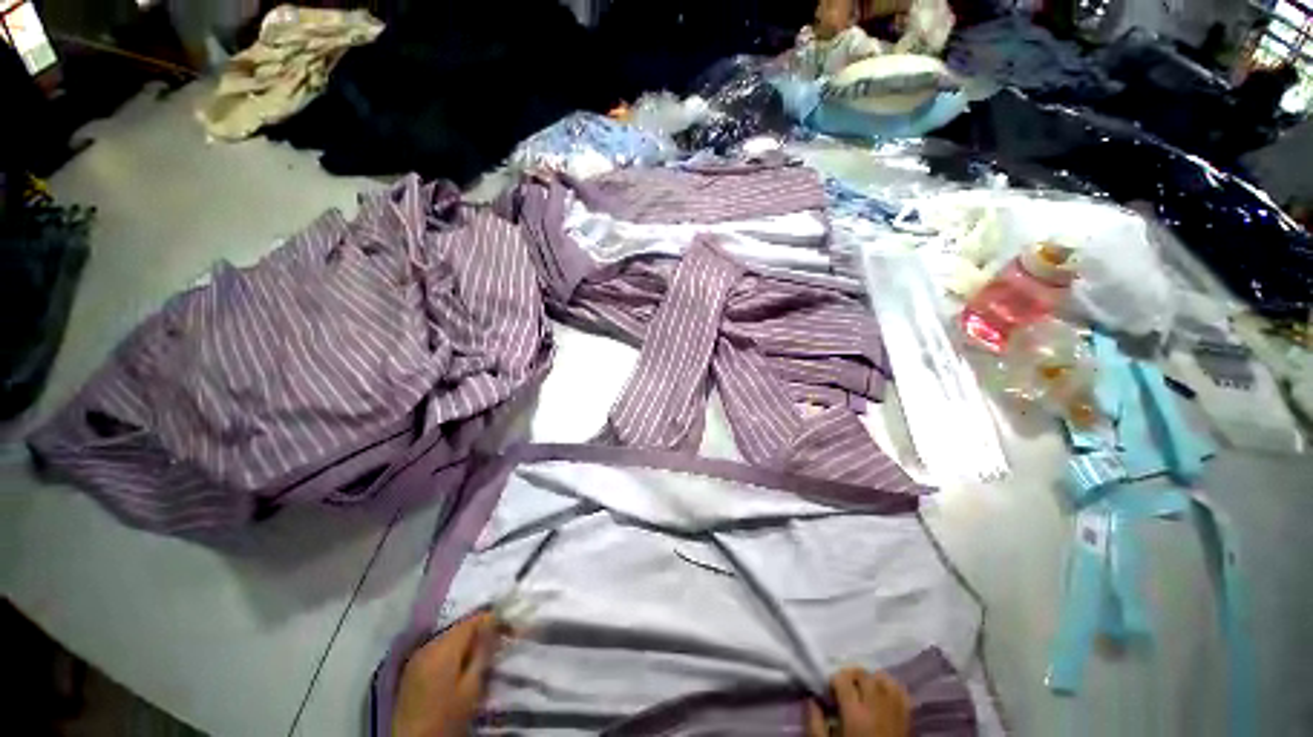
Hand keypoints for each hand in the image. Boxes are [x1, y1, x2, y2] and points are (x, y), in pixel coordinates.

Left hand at [392, 612, 500, 736]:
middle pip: (460, 627)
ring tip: (483, 654)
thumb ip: (483, 651)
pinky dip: (453, 651)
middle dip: (481, 631)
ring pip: (449, 637)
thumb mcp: (471, 687)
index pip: (473, 620)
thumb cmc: (446, 718)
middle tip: (500, 642)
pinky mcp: (412, 669)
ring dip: (467, 642)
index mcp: (442, 648)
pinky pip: (438, 649)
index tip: (511, 629)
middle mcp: (428, 645)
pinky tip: (462, 664)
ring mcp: (417, 657)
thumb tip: (495, 622)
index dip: (494, 620)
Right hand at [806, 668, 911, 736]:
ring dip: (871, 678)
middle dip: (851, 676)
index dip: (833, 681)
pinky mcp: (906, 718)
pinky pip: (901, 691)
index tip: (830, 693)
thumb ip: (815, 723)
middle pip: (863, 674)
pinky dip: (890, 686)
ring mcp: (894, 711)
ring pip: (883, 678)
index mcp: (855, 714)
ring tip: (862, 689)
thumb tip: (811, 699)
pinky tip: (881, 693)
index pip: (843, 679)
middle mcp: (876, 707)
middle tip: (844, 689)